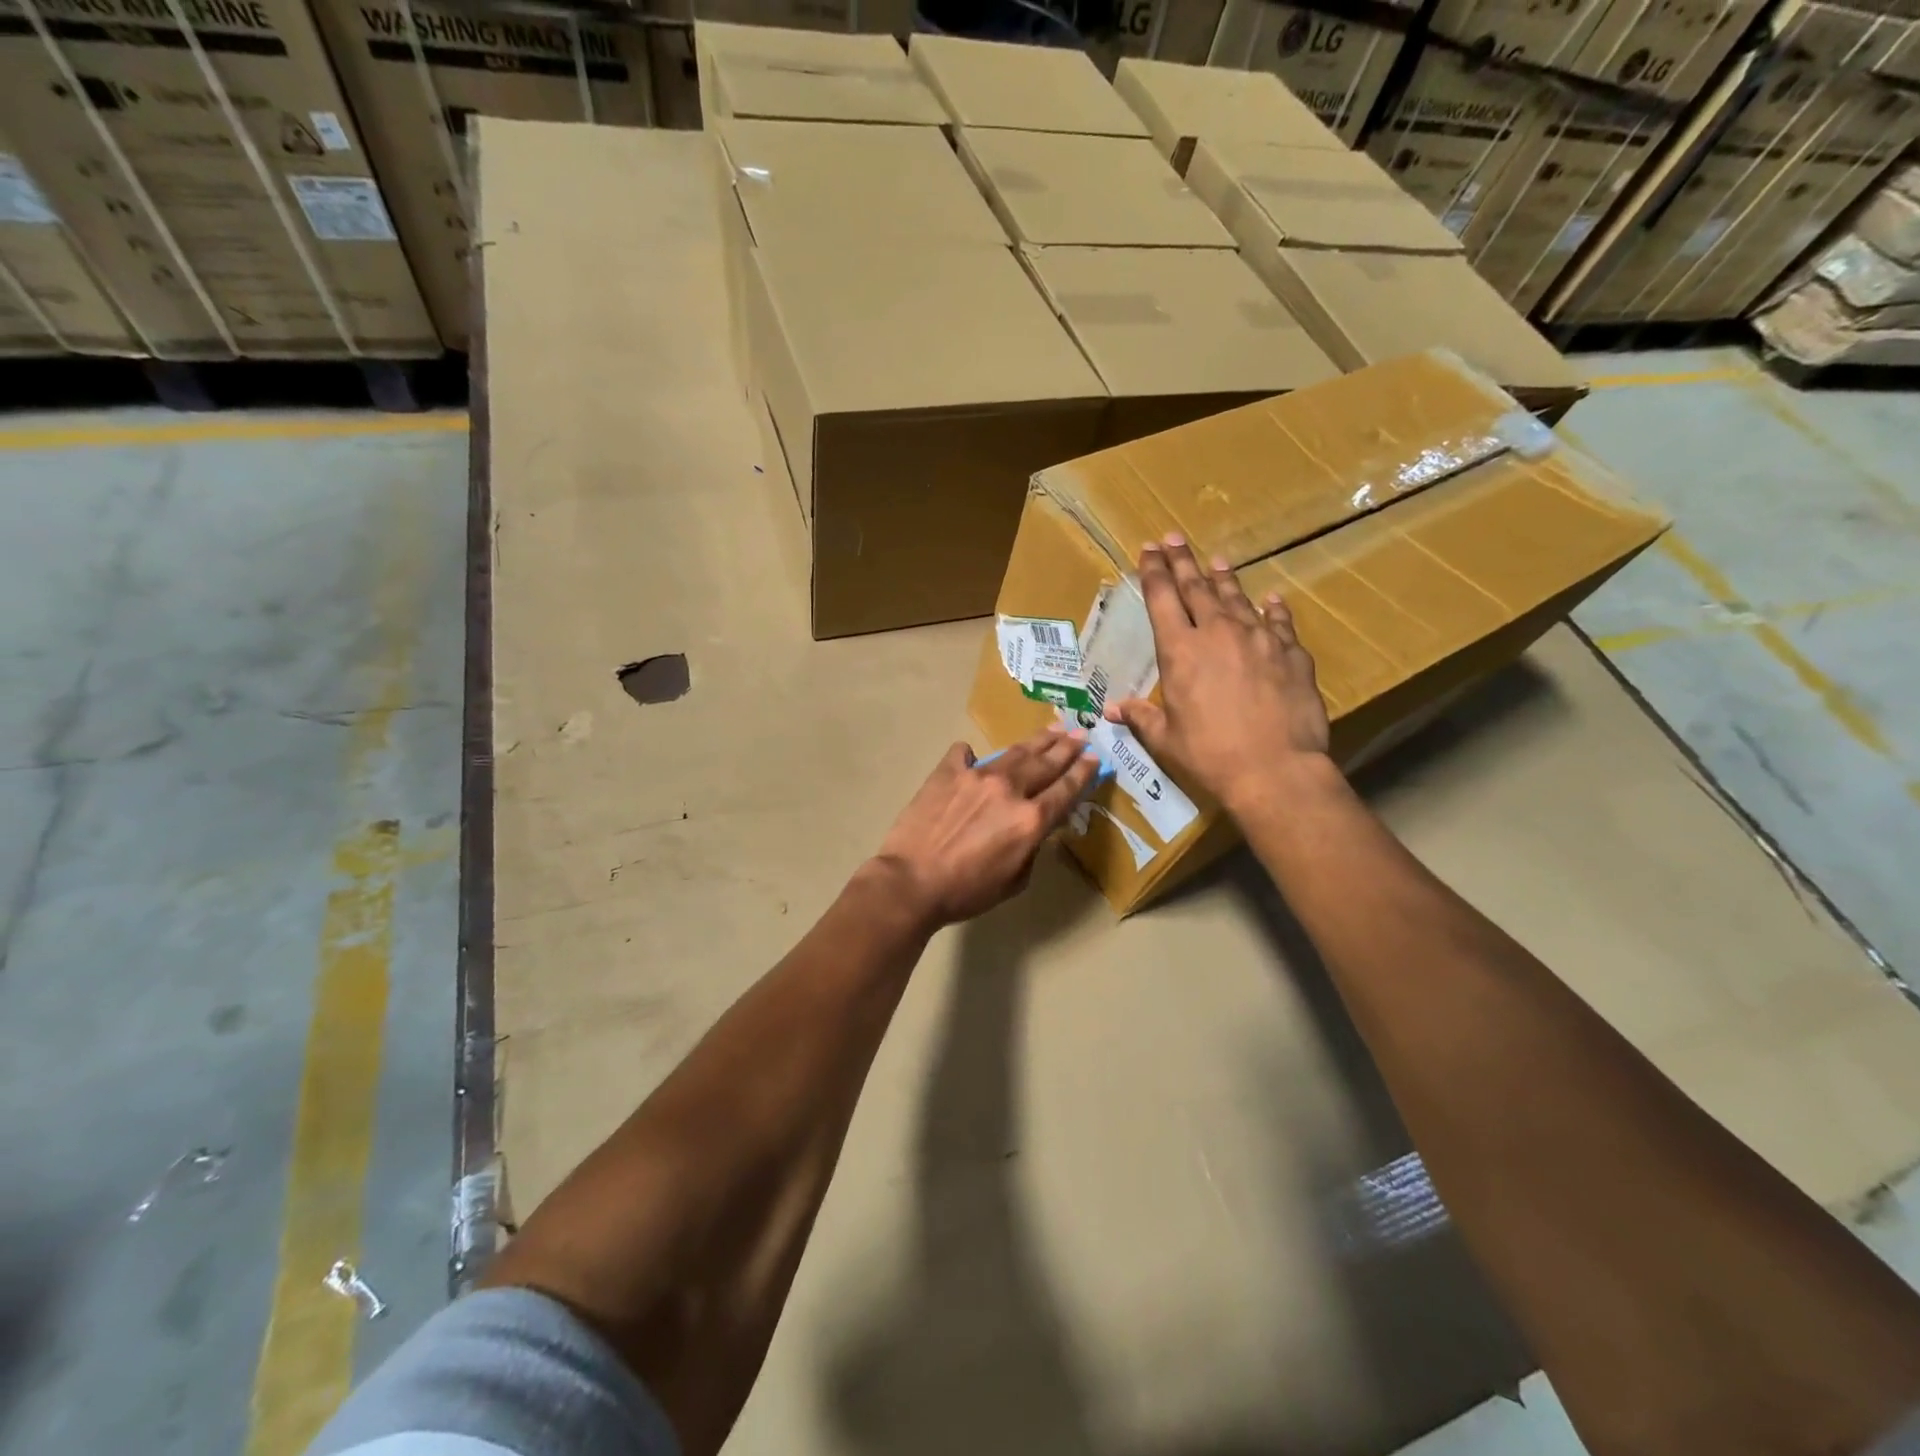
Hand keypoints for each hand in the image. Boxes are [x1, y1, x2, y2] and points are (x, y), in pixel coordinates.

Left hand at [874, 726, 1100, 927]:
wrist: (911, 882)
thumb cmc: (966, 892)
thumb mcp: (1015, 880)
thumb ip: (1032, 847)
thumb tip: (1035, 826)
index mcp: (1031, 819)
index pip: (1066, 789)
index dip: (1084, 772)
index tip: (1095, 758)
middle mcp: (1010, 789)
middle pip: (1046, 762)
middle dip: (1067, 747)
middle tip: (1082, 734)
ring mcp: (976, 776)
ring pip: (1014, 752)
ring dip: (1037, 740)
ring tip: (1053, 729)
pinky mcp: (947, 772)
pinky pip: (964, 754)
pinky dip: (972, 754)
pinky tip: (973, 755)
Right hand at [1104, 536, 1330, 812]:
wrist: (1275, 769)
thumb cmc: (1210, 756)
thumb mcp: (1166, 739)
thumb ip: (1140, 717)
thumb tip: (1112, 709)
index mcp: (1180, 651)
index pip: (1162, 599)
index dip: (1154, 572)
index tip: (1148, 550)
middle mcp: (1217, 633)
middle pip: (1197, 587)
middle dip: (1182, 561)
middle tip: (1173, 538)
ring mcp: (1259, 639)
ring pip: (1237, 598)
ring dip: (1224, 578)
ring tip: (1216, 560)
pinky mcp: (1292, 653)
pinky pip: (1279, 622)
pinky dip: (1272, 609)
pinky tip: (1271, 599)